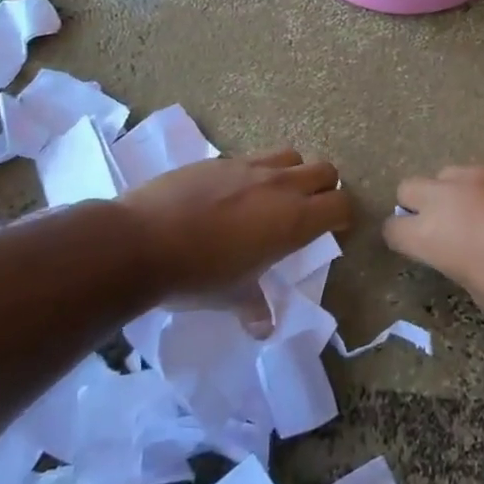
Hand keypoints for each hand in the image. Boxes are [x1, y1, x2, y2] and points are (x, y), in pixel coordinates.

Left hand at [117, 149, 351, 296]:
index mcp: (293, 220)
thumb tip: (264, 328)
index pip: (341, 205)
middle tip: (308, 211)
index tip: (333, 229)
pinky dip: (255, 172)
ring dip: (293, 172)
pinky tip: (232, 194)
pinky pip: (252, 158)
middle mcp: (280, 186)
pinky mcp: (220, 158)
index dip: (342, 216)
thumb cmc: (196, 275)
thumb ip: (254, 306)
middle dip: (324, 188)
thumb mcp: (231, 296)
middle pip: (325, 170)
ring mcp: (249, 166)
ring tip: (274, 196)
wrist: (141, 241)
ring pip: (291, 155)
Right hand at [384, 165, 483, 321]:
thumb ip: (456, 263)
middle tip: (442, 226)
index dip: (403, 240)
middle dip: (417, 205)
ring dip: (453, 193)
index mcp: (430, 234)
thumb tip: (458, 251)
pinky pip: (483, 172)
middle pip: (408, 188)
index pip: (393, 229)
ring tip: (480, 213)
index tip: (416, 248)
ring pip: (447, 174)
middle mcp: (445, 196)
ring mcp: (477, 174)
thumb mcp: (480, 291)